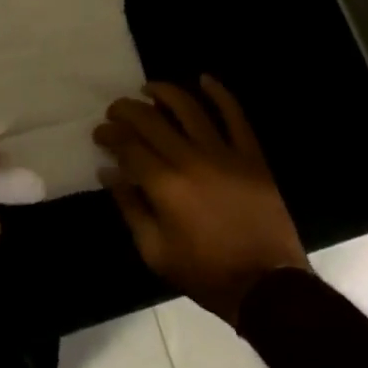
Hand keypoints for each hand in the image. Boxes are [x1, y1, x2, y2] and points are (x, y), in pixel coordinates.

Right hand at [94, 76, 308, 325]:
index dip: (110, 135)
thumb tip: (108, 171)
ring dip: (164, 92)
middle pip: (151, 120)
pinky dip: (220, 94)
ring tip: (148, 88)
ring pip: (189, 108)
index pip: (128, 145)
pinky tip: (204, 79)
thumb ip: (129, 206)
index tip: (100, 134)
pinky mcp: (252, 156)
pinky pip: (235, 116)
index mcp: (165, 185)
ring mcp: (224, 154)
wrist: (267, 288)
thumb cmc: (205, 273)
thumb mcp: (154, 251)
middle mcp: (191, 160)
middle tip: (115, 110)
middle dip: (127, 110)